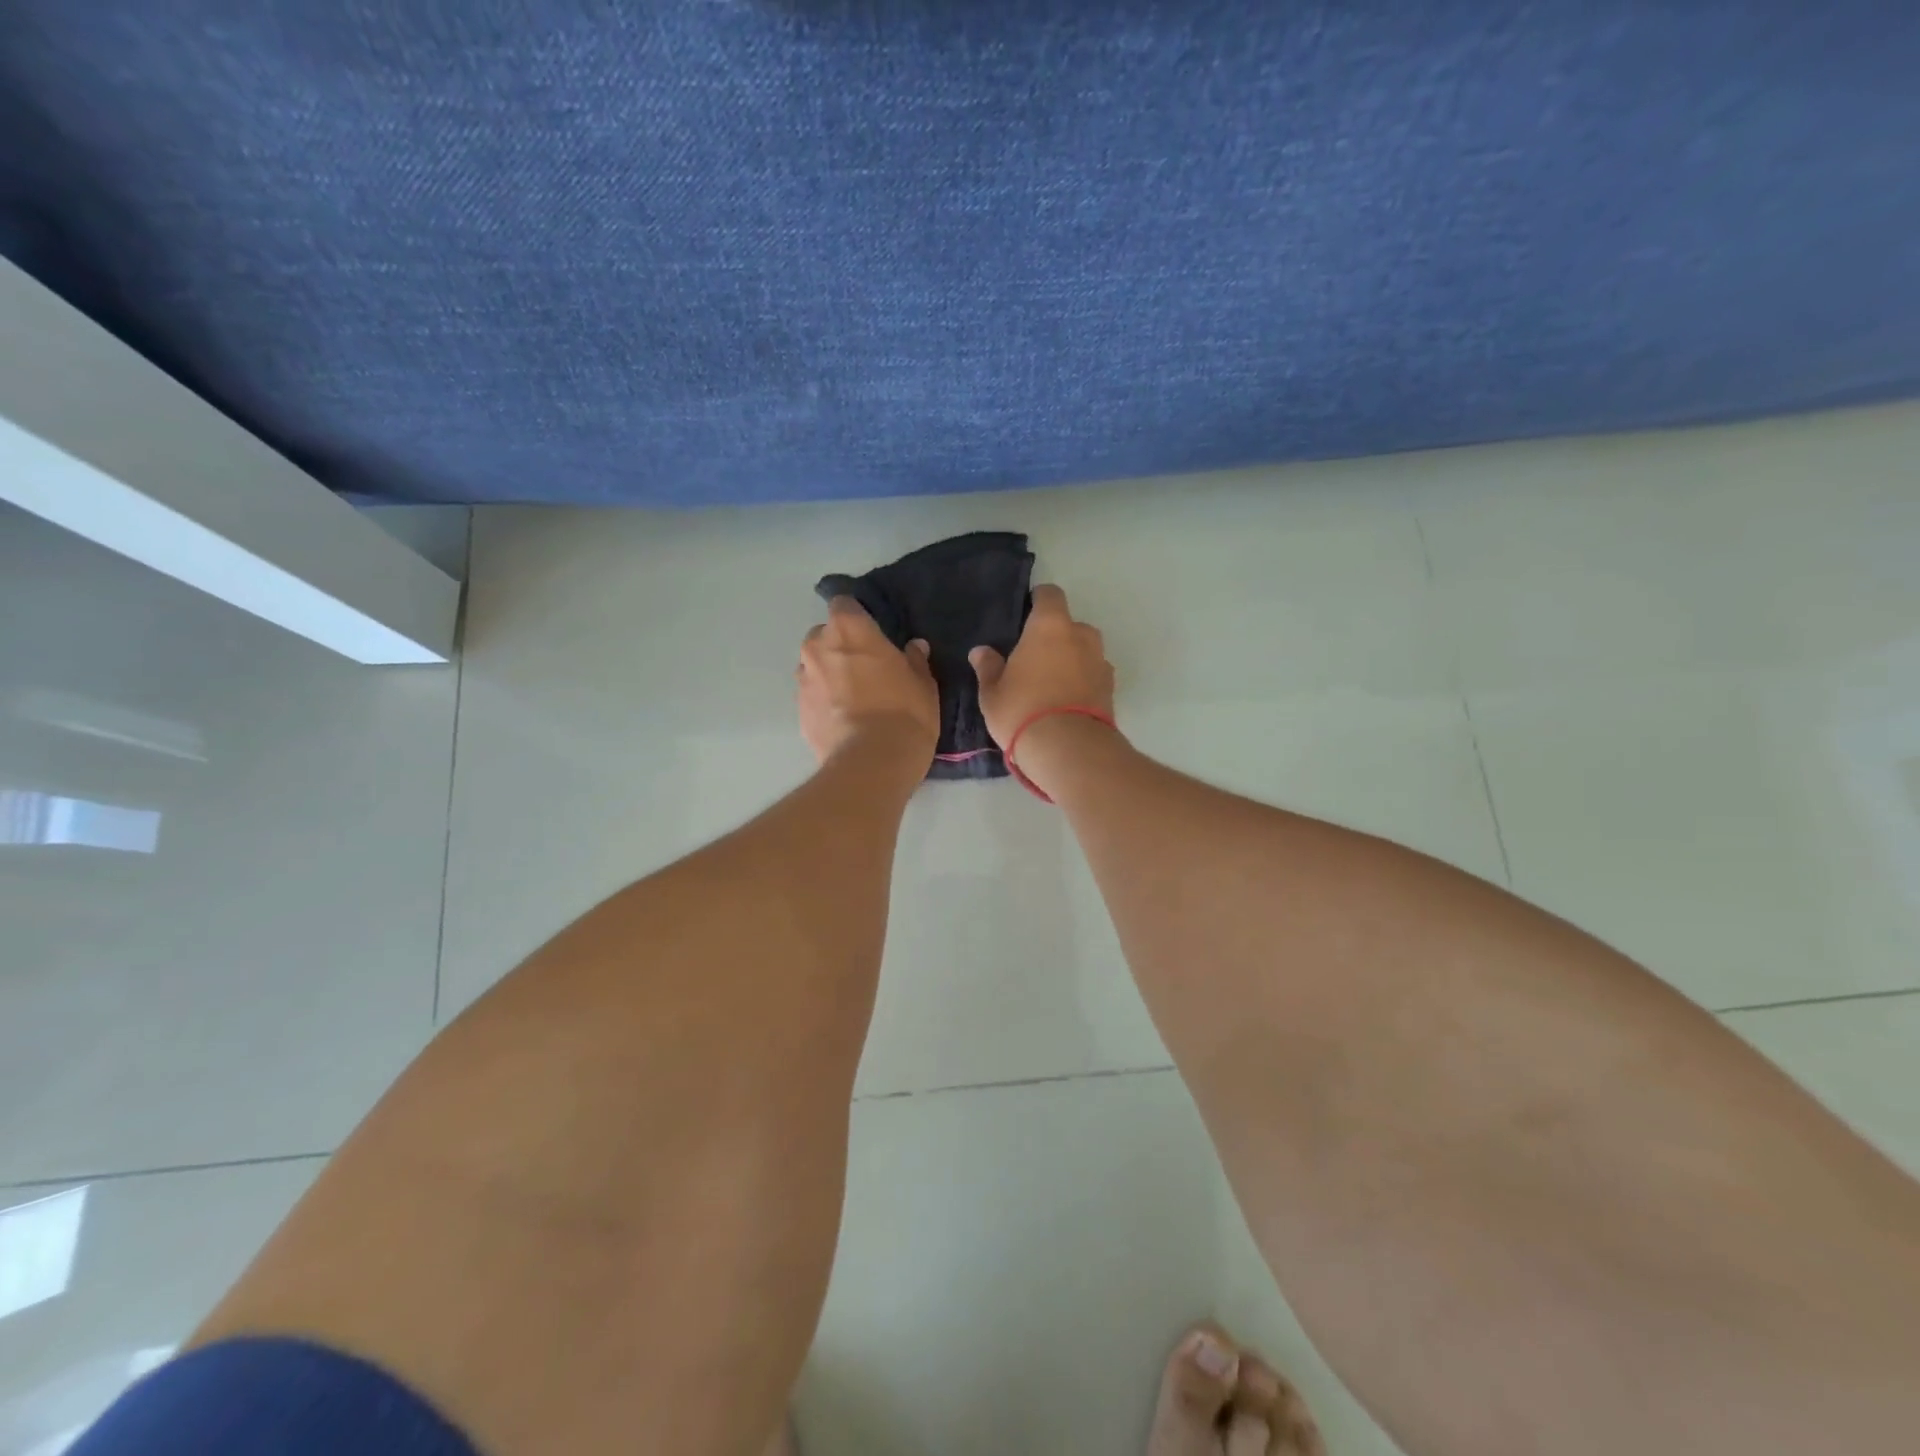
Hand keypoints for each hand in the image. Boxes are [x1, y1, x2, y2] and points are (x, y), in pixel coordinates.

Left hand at [797, 597, 939, 767]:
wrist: (872, 763)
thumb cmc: (904, 712)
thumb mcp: (923, 683)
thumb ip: (915, 660)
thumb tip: (914, 646)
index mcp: (849, 630)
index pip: (843, 604)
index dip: (856, 616)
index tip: (871, 632)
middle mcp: (818, 648)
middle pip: (824, 636)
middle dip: (840, 646)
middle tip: (865, 668)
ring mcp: (804, 681)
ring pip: (815, 667)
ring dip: (829, 675)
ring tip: (854, 699)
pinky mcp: (799, 712)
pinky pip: (812, 697)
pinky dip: (824, 703)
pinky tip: (845, 721)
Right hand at [969, 584, 1115, 755]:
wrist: (1069, 749)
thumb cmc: (1022, 711)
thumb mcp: (993, 692)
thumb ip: (988, 667)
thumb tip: (981, 651)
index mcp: (1050, 626)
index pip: (1050, 594)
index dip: (1038, 600)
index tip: (1025, 614)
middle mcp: (1081, 636)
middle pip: (1069, 625)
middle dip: (1055, 637)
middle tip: (1034, 659)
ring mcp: (1101, 662)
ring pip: (1085, 651)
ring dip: (1072, 660)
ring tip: (1052, 684)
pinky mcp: (1111, 689)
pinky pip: (1094, 675)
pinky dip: (1083, 682)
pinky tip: (1067, 702)